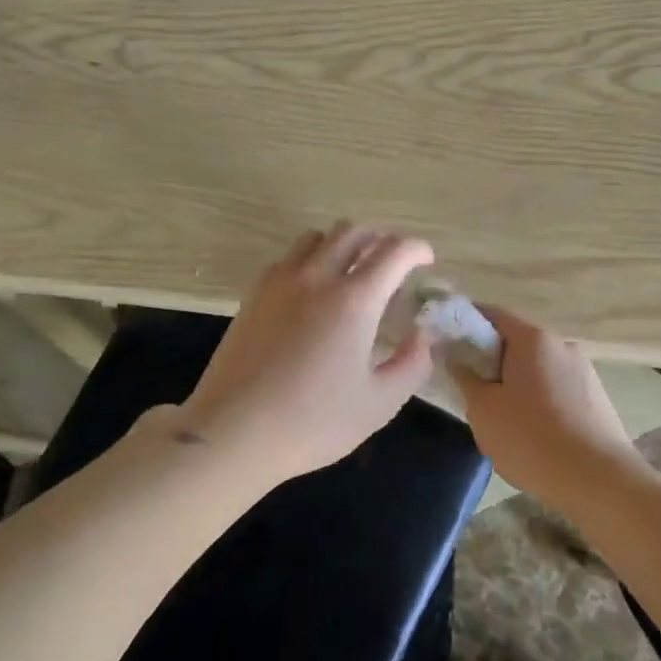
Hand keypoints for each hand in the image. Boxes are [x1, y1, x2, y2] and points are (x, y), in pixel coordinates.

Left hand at [173, 222, 437, 484]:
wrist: (233, 430)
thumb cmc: (313, 422)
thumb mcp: (379, 403)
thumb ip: (412, 363)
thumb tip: (425, 334)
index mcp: (354, 299)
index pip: (394, 251)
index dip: (417, 249)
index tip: (426, 262)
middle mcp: (317, 277)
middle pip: (352, 231)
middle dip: (379, 239)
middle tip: (391, 265)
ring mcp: (280, 282)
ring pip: (316, 237)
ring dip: (341, 244)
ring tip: (351, 273)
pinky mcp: (254, 294)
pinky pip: (288, 258)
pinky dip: (309, 260)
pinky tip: (312, 291)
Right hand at [451, 307, 637, 502]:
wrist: (599, 482)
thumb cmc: (531, 438)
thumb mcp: (483, 409)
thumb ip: (464, 377)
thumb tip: (455, 357)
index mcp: (533, 339)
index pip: (492, 315)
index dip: (466, 323)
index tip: (447, 341)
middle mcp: (562, 346)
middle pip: (517, 342)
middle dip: (490, 359)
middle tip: (470, 387)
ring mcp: (584, 372)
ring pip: (537, 368)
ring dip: (516, 382)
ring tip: (501, 417)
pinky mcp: (597, 400)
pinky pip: (557, 389)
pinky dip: (539, 400)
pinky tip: (531, 432)